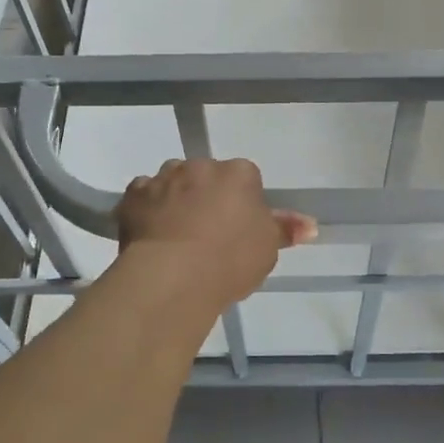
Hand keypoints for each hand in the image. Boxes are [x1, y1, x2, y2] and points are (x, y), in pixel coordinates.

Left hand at [116, 158, 316, 310]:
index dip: (242, 204)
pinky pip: (143, 195)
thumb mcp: (268, 249)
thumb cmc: (230, 260)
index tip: (238, 230)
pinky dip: (147, 209)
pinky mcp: (133, 194)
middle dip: (207, 197)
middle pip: (207, 176)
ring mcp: (164, 177)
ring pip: (173, 182)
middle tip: (208, 235)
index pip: (246, 179)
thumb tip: (310, 225)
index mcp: (239, 173)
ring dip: (176, 199)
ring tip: (176, 236)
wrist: (173, 276)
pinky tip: (151, 234)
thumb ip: (285, 230)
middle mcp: (201, 166)